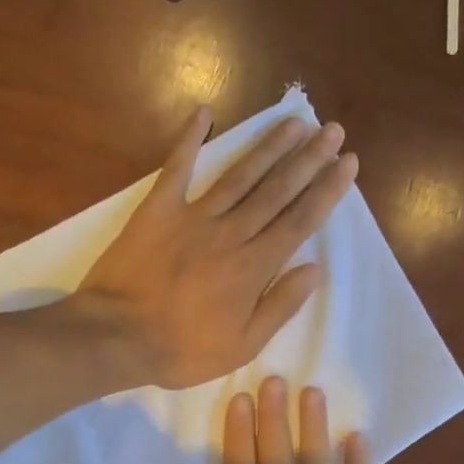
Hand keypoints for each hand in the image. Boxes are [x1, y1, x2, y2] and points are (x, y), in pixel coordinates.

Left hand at [79, 108, 357, 389]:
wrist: (116, 337)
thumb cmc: (182, 349)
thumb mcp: (242, 346)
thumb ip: (280, 305)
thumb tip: (314, 269)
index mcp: (254, 267)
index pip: (300, 220)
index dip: (326, 190)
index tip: (347, 162)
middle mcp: (230, 233)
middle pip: (277, 189)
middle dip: (308, 159)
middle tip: (331, 129)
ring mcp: (193, 217)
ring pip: (239, 175)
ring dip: (268, 146)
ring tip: (294, 122)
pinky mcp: (157, 209)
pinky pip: (176, 168)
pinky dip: (189, 140)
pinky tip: (204, 114)